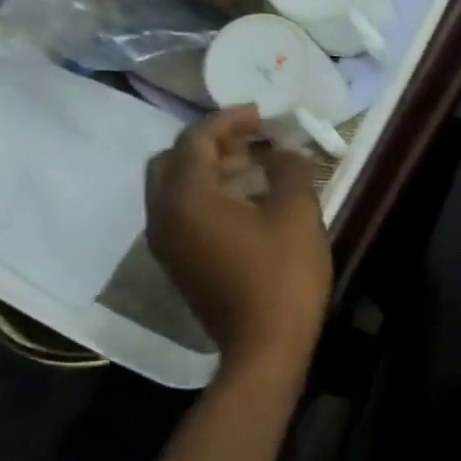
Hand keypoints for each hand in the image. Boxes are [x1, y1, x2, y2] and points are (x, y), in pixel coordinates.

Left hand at [147, 108, 331, 366]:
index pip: (195, 141)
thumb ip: (289, 169)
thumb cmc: (283, 275)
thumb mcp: (297, 212)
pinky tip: (244, 200)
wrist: (265, 346)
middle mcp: (163, 216)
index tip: (262, 114)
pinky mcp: (178, 263)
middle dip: (211, 142)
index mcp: (186, 198)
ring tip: (254, 165)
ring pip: (174, 187)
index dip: (229, 120)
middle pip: (172, 161)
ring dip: (208, 168)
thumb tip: (283, 149)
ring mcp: (166, 243)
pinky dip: (206, 194)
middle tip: (252, 138)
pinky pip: (181, 212)